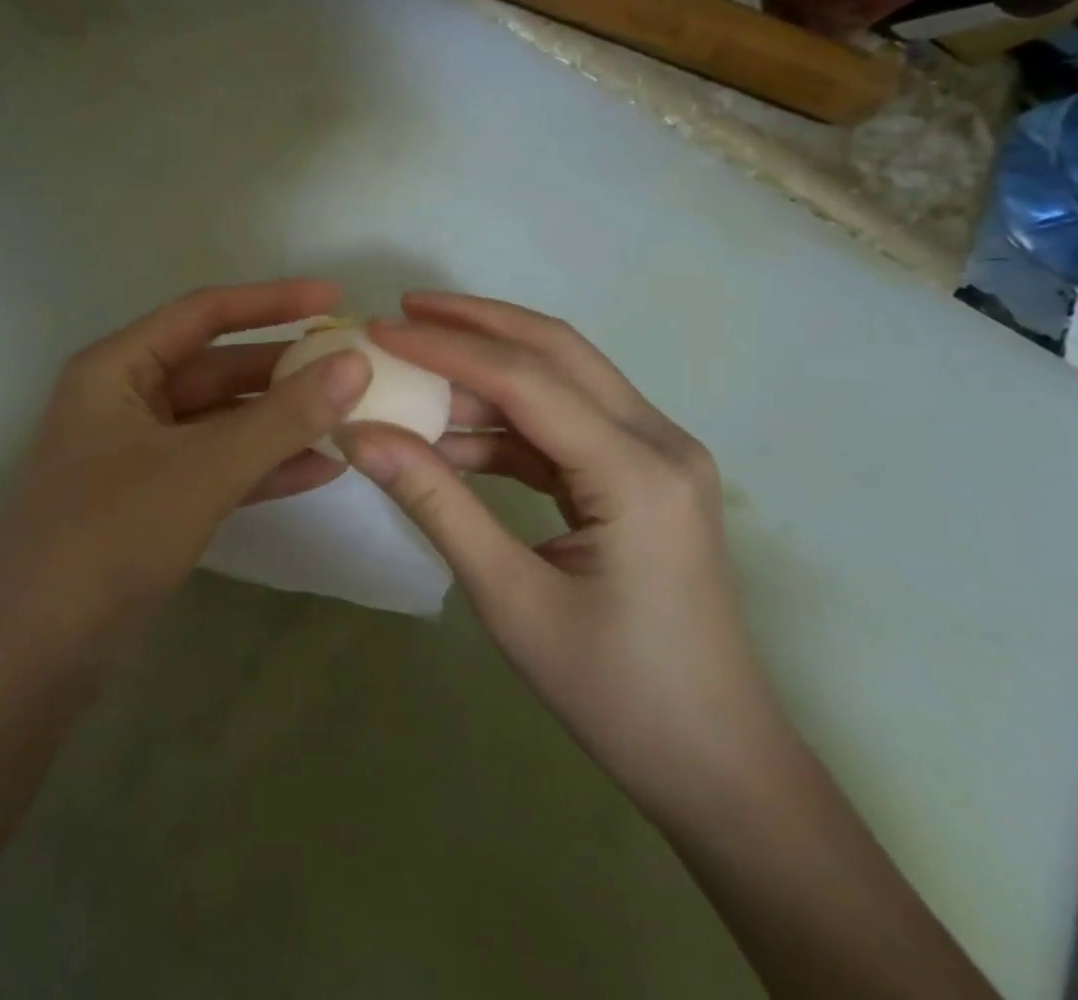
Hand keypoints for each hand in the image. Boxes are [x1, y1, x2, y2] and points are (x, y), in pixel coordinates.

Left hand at [0, 280, 371, 652]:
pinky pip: (218, 468)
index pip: (204, 314)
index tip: (334, 299)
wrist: (31, 656)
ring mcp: (140, 454)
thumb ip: (281, 417)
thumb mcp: (201, 469)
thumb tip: (355, 364)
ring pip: (223, 422)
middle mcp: (127, 400)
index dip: (272, 302)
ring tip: (351, 418)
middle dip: (284, 370)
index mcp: (117, 368)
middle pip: (217, 368)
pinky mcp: (153, 502)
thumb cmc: (108, 536)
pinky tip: (322, 469)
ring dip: (281, 422)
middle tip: (354, 369)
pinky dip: (264, 467)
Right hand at [336, 292, 784, 810]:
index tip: (378, 332)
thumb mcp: (510, 599)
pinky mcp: (642, 477)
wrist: (717, 765)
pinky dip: (506, 422)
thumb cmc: (617, 694)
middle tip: (403, 311)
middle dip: (476, 323)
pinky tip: (453, 437)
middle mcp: (659, 442)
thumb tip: (360, 435)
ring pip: (562, 381)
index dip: (446, 348)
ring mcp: (657, 455)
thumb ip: (436, 504)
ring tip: (414, 376)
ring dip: (487, 373)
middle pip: (557, 350)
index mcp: (636, 472)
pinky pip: (565, 425)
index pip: (526, 379)